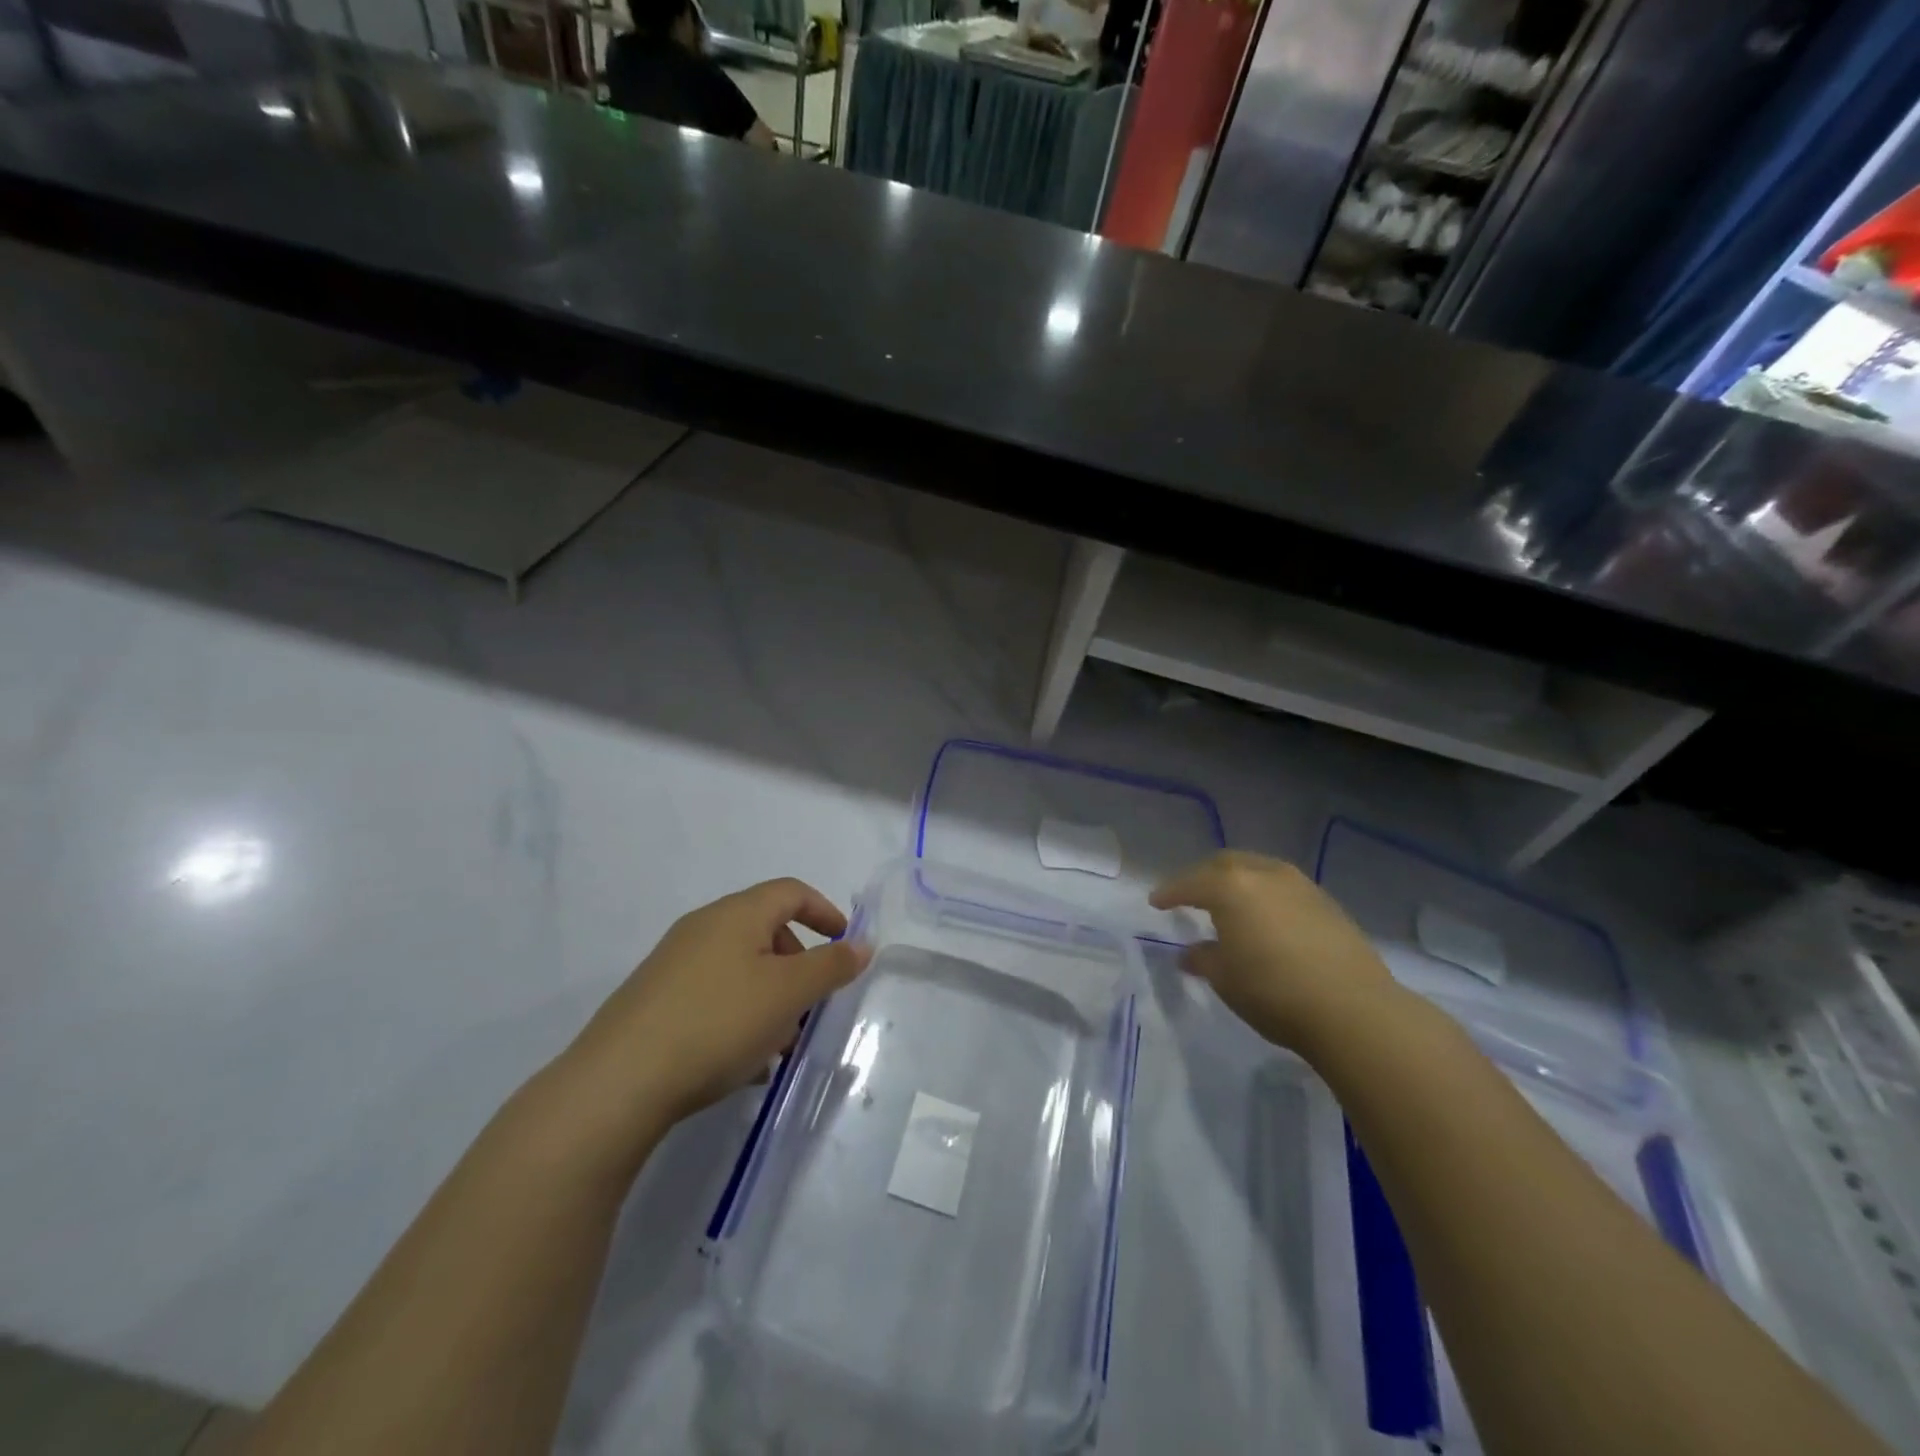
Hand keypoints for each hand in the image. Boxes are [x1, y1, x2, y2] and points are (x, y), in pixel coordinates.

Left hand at [562, 879, 870, 1137]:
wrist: (618, 1083)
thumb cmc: (718, 1022)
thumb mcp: (789, 993)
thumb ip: (831, 966)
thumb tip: (861, 944)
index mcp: (736, 914)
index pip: (791, 892)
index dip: (825, 912)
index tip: (845, 946)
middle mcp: (703, 928)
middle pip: (765, 931)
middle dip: (798, 965)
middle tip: (811, 1005)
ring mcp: (673, 965)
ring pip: (740, 969)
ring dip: (770, 998)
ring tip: (780, 1045)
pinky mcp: (653, 1002)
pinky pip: (713, 997)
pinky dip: (739, 1017)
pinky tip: (742, 1063)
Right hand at [1150, 851, 1400, 1052]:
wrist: (1354, 1010)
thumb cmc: (1274, 991)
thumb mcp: (1225, 979)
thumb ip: (1203, 959)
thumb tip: (1191, 954)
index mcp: (1230, 887)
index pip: (1189, 883)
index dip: (1170, 892)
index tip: (1156, 902)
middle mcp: (1264, 875)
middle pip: (1225, 863)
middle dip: (1203, 876)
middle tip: (1190, 895)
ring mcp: (1300, 885)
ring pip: (1258, 870)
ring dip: (1238, 881)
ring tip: (1230, 903)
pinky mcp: (1327, 903)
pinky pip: (1283, 887)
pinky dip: (1265, 894)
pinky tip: (1266, 918)